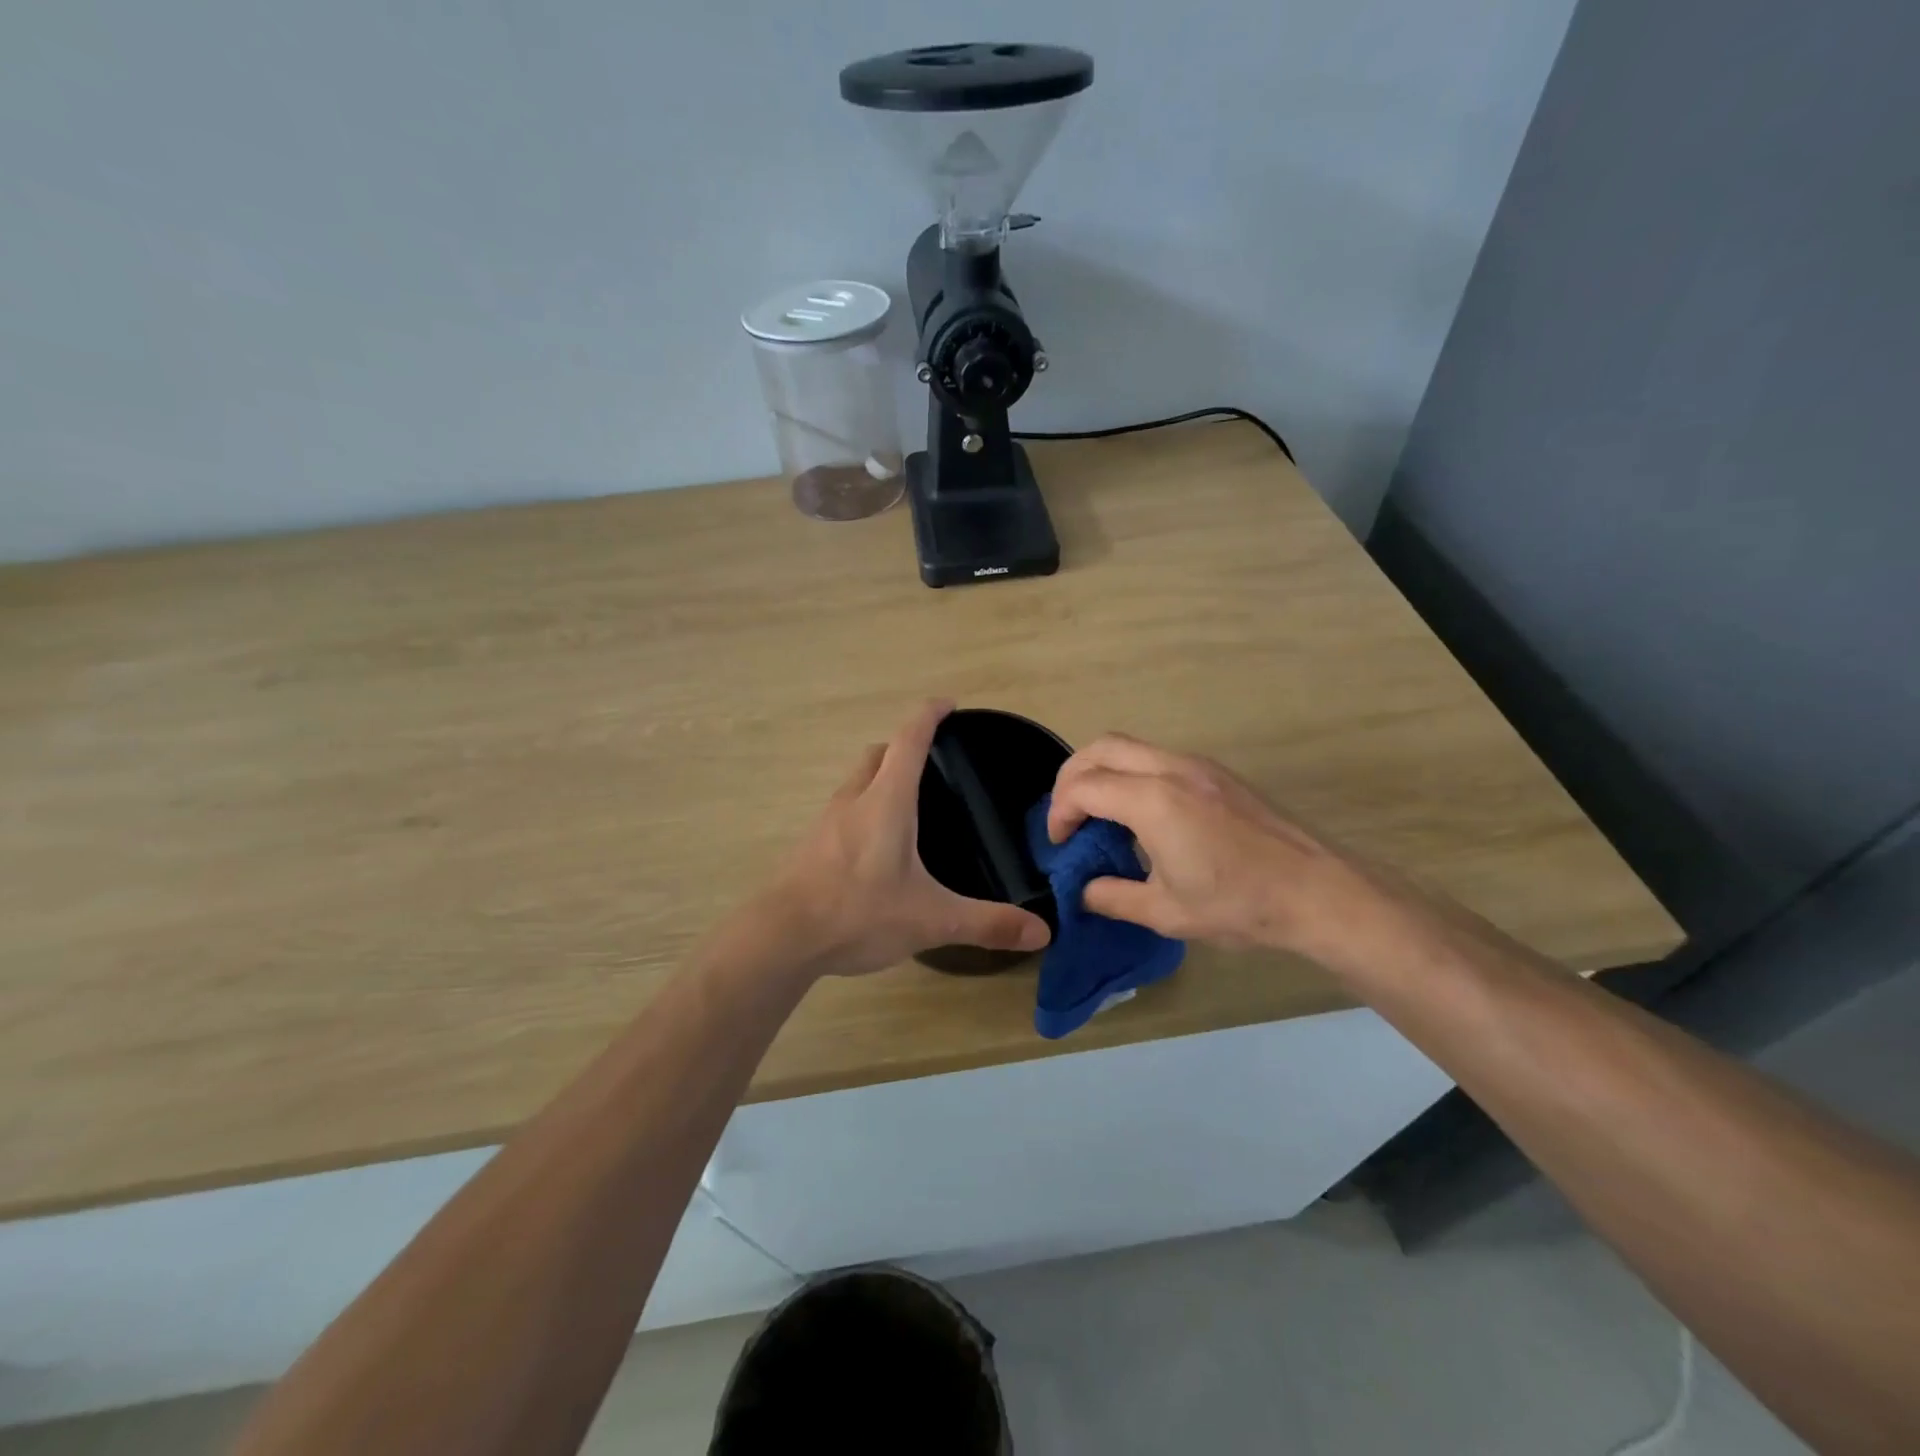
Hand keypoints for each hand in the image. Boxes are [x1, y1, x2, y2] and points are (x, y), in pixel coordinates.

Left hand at [761, 700, 1051, 978]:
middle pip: (877, 754)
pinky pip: (843, 810)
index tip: (947, 703)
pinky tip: (875, 845)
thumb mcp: (931, 919)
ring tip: (908, 803)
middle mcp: (854, 800)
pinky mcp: (811, 845)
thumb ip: (987, 923)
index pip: (909, 740)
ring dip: (880, 777)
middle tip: (931, 762)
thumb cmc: (858, 913)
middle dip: (903, 746)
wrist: (781, 938)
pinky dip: (863, 808)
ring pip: (856, 781)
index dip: (929, 715)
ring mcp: (826, 821)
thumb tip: (1042, 932)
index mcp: (886, 801)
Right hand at [1046, 734, 1380, 957]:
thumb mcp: (1166, 912)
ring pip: (1131, 746)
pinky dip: (1131, 772)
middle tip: (1067, 815)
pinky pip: (1157, 756)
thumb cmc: (1239, 904)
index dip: (1060, 812)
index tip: (1059, 843)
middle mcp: (1171, 768)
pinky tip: (1140, 813)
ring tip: (1098, 812)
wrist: (1317, 891)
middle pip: (1101, 748)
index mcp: (1153, 800)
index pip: (1084, 787)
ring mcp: (1197, 765)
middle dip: (1071, 777)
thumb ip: (1113, 897)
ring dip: (1102, 770)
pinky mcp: (1216, 772)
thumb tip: (1083, 891)